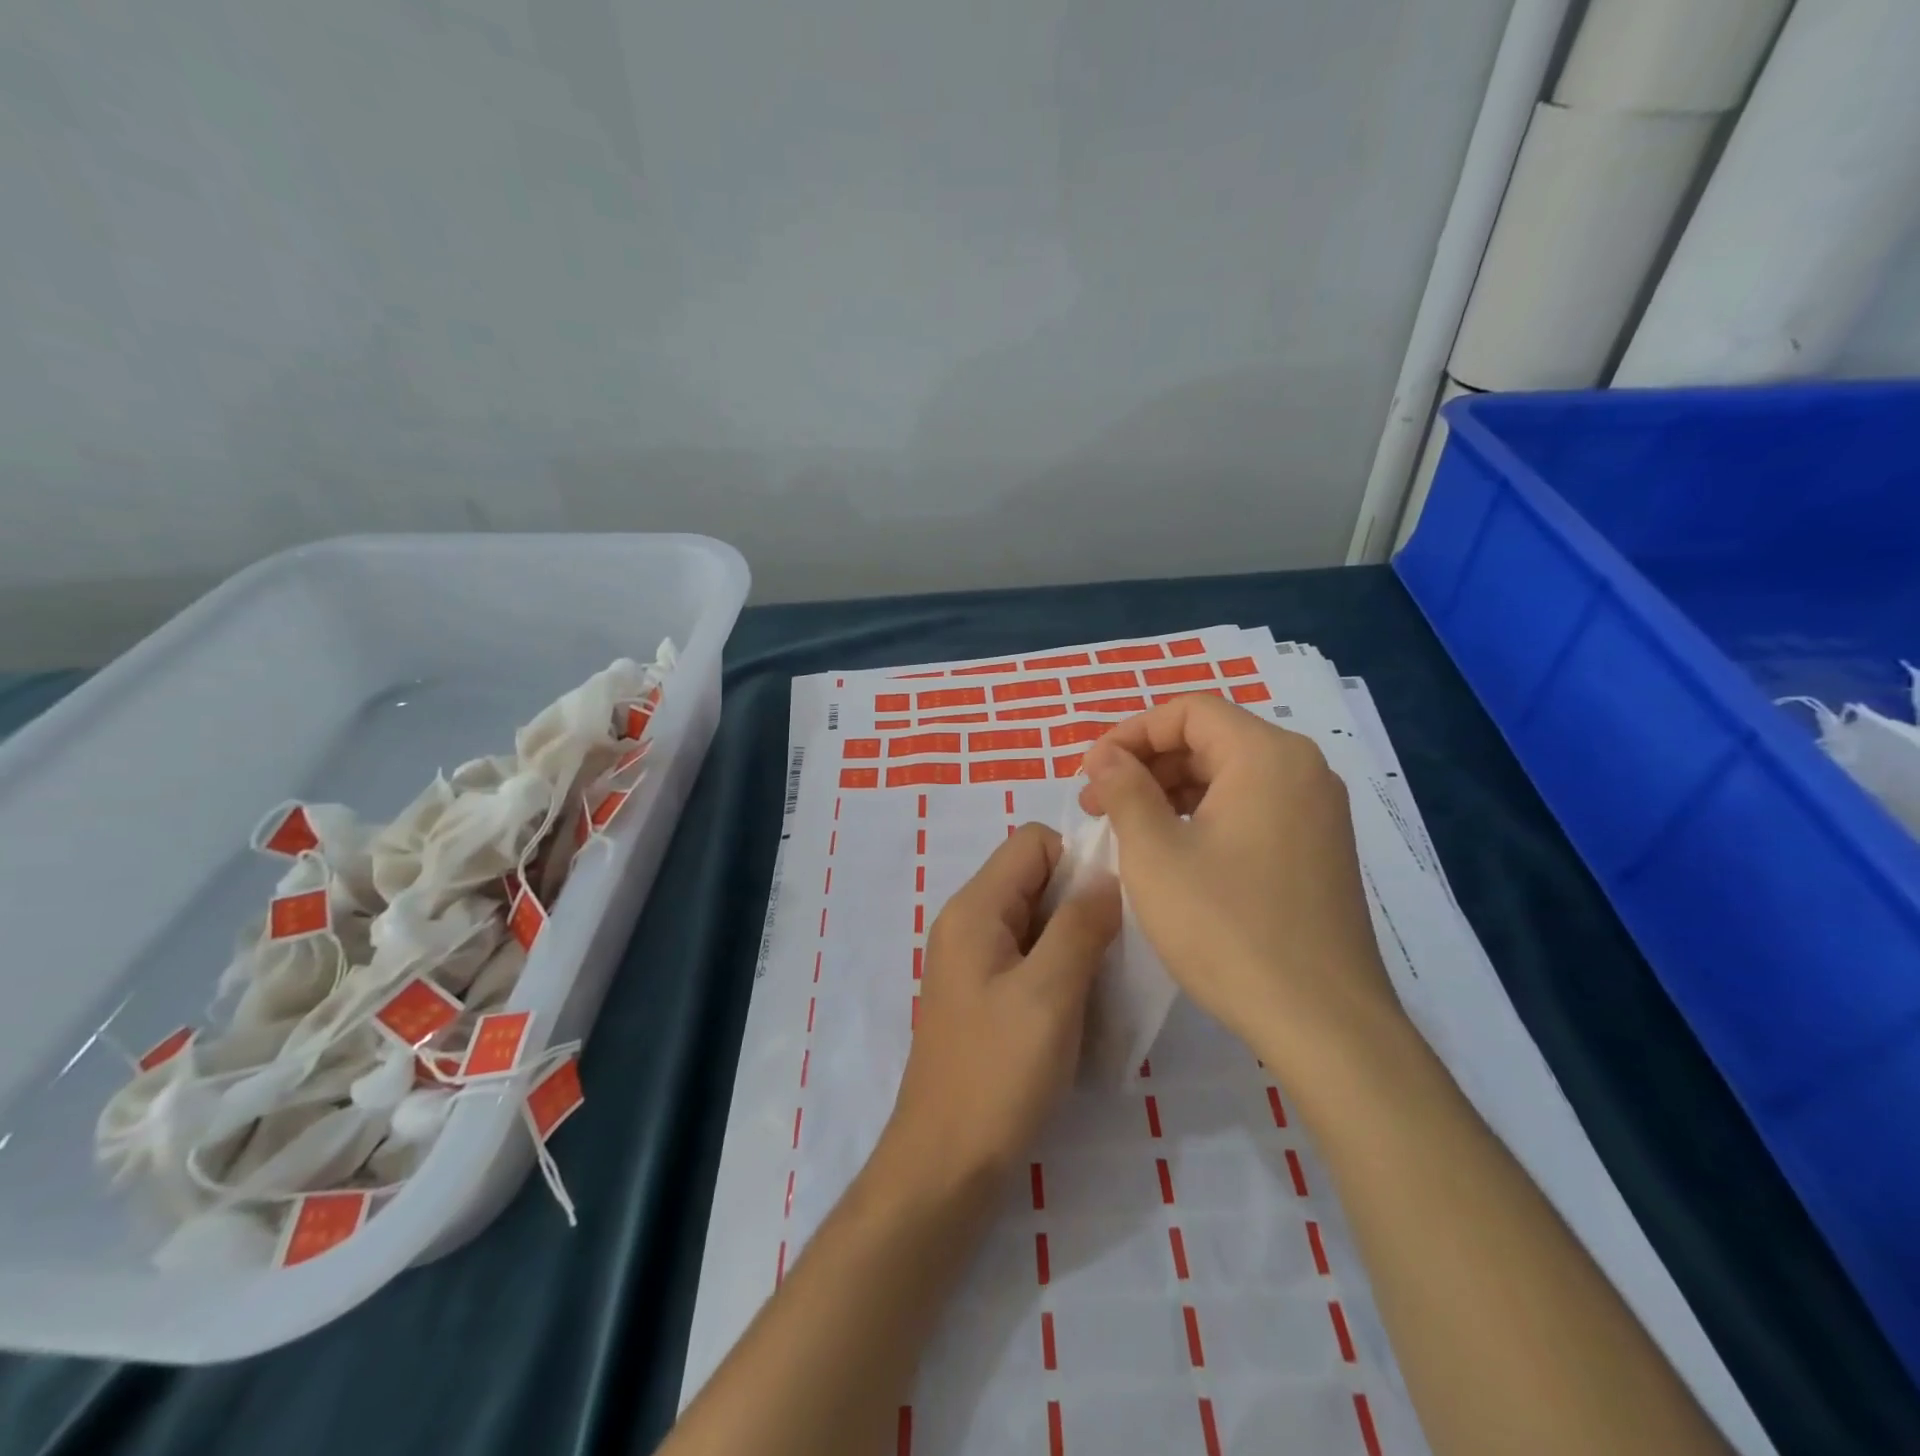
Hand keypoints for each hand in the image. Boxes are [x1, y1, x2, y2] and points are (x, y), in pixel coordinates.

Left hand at [877, 824, 1119, 1200]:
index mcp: (974, 909)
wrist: (946, 1165)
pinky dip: (1061, 968)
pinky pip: (1030, 957)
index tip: (1118, 901)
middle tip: (1121, 946)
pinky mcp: (984, 996)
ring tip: (1109, 979)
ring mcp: (974, 962)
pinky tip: (1085, 1006)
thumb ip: (1080, 926)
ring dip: (1076, 939)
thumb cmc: (997, 1074)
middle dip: (1082, 900)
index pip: (1032, 842)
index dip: (1079, 858)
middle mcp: (968, 924)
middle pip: (1035, 878)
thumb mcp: (1049, 993)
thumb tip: (1108, 878)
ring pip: (1037, 920)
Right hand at [1079, 695, 1399, 1059]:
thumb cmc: (1228, 928)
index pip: (1187, 711)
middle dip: (1146, 764)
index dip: (1129, 734)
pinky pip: (1251, 809)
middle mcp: (1302, 770)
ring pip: (1229, 776)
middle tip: (1098, 805)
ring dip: (1171, 792)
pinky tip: (1172, 853)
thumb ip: (1124, 789)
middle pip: (1210, 739)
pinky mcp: (1319, 850)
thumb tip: (1106, 756)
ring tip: (1126, 830)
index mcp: (1267, 756)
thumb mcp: (1155, 853)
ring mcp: (1317, 812)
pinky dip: (1204, 816)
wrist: (1323, 1023)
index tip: (1090, 774)